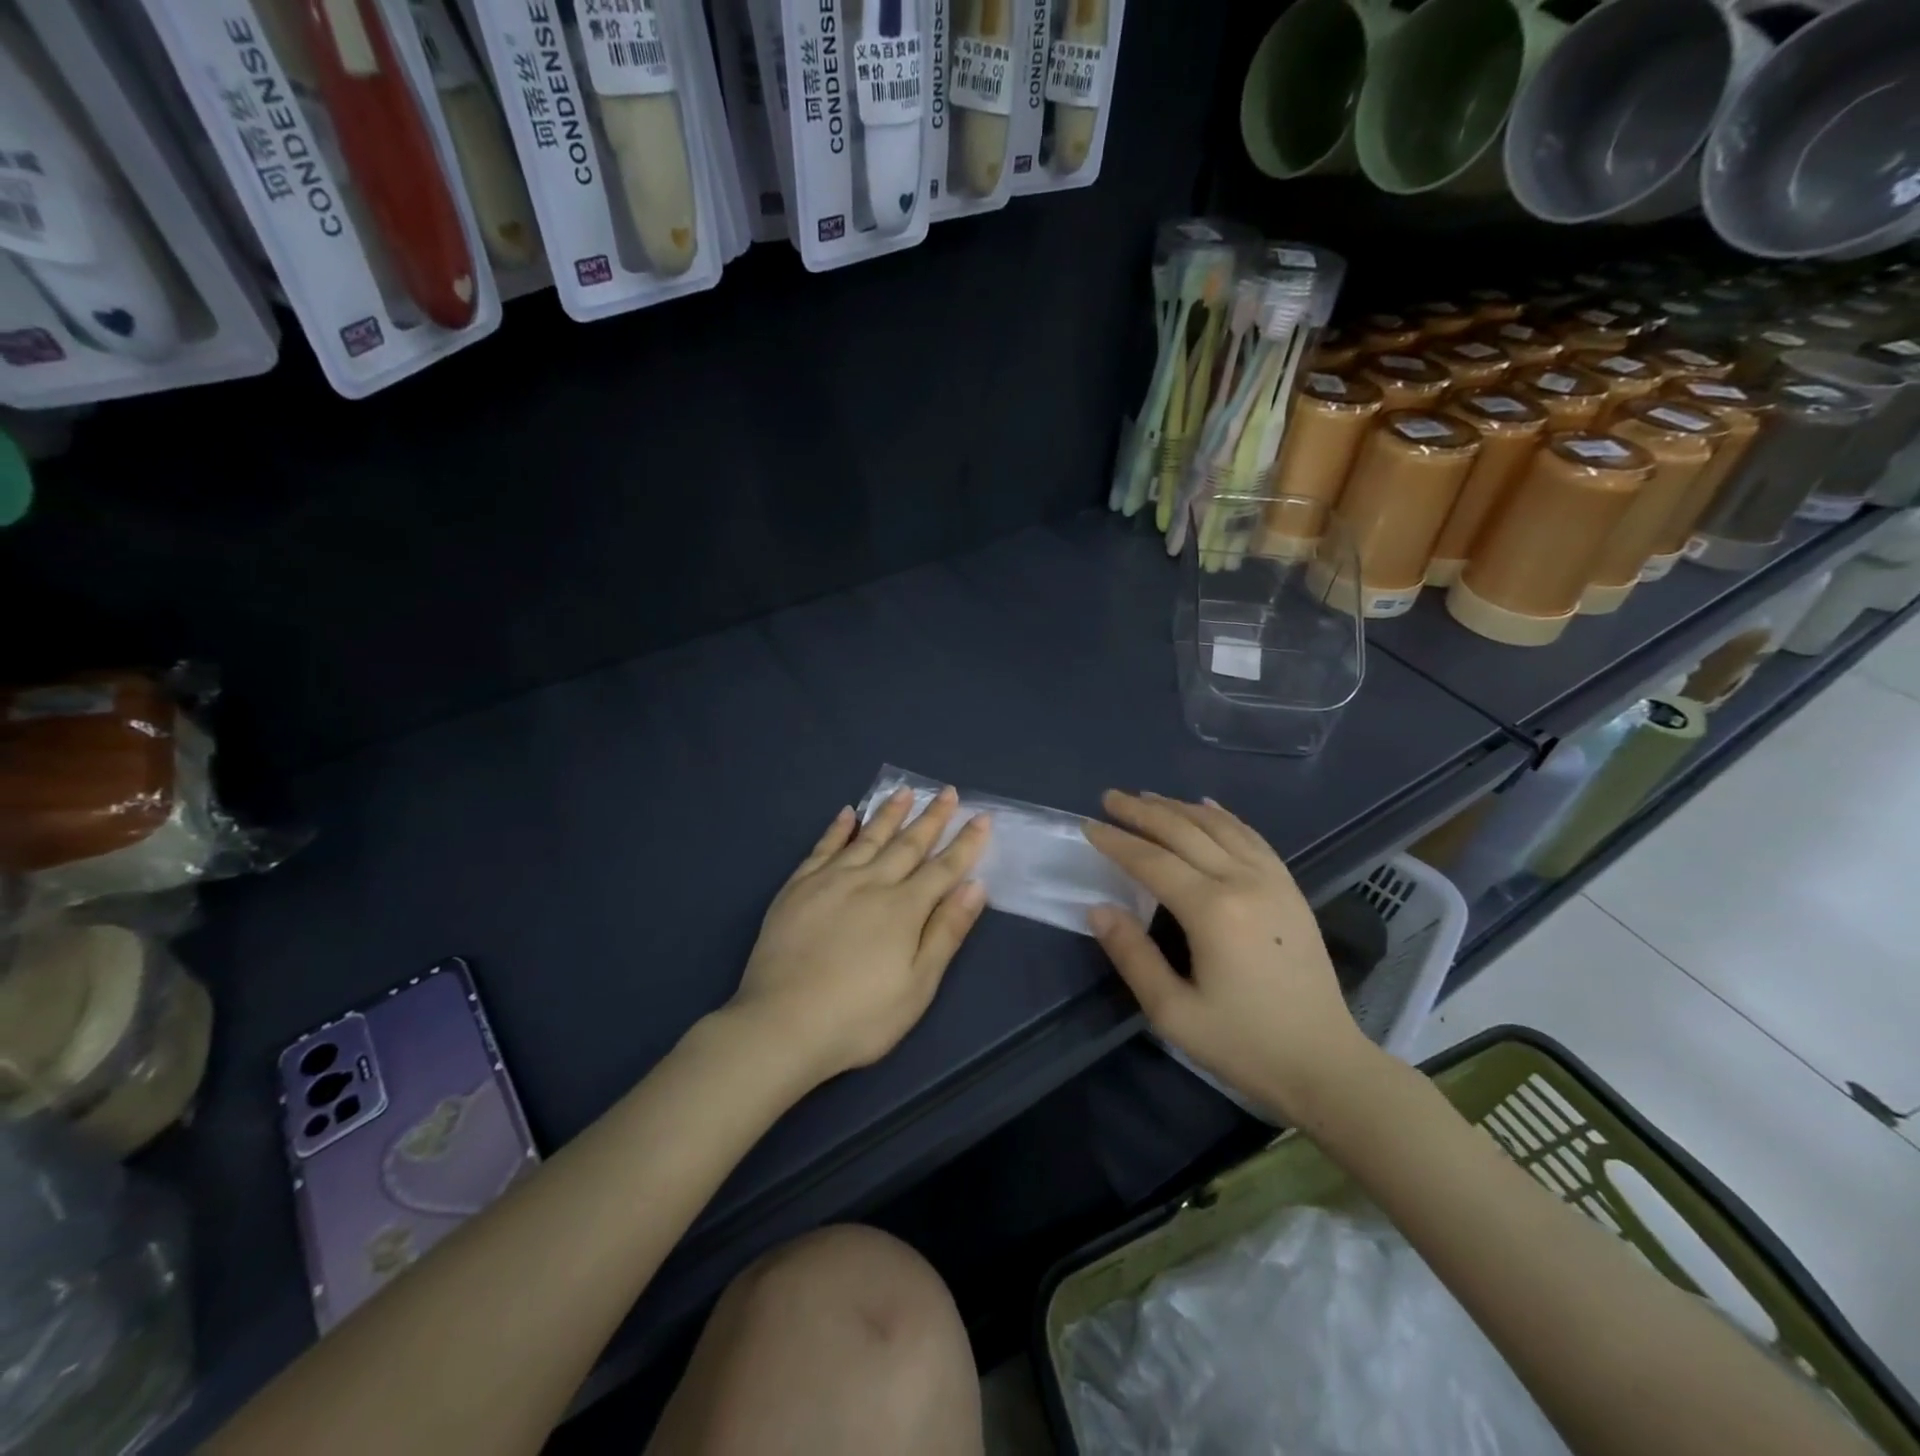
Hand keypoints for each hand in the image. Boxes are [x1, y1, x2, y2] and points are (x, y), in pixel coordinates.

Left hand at [728, 788, 990, 1087]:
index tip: (981, 817)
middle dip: (931, 818)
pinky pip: (823, 848)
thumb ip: (946, 931)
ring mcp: (830, 881)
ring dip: (889, 813)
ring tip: (905, 790)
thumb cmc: (860, 1016)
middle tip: (948, 791)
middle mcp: (870, 883)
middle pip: (907, 844)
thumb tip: (975, 886)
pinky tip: (847, 813)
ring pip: (867, 837)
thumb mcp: (918, 985)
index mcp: (904, 908)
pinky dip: (837, 829)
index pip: (943, 868)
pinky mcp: (797, 888)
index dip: (965, 843)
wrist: (782, 1025)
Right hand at [1083, 791, 1375, 1120]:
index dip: (1116, 841)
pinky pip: (1252, 837)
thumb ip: (1132, 956)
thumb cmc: (1244, 1044)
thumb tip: (1098, 909)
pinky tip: (1207, 806)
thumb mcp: (1173, 1012)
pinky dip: (1224, 816)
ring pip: (1219, 826)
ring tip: (1147, 798)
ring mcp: (1273, 881)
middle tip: (1109, 798)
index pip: (1152, 861)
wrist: (1325, 1064)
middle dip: (1142, 812)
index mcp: (1212, 911)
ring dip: (1179, 808)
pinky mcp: (1291, 889)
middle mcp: (1243, 882)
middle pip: (1184, 832)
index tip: (1087, 825)